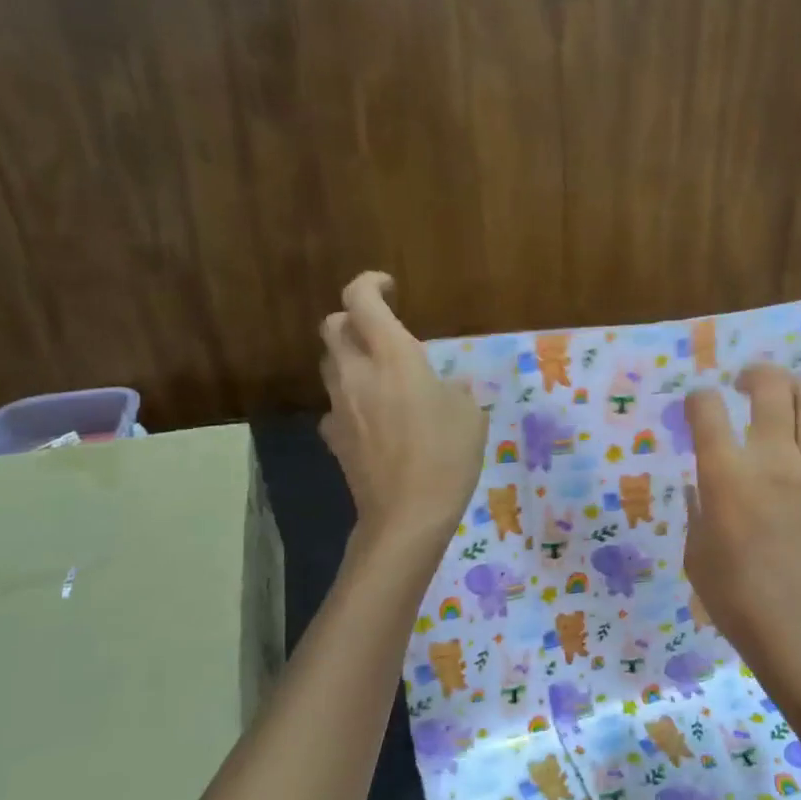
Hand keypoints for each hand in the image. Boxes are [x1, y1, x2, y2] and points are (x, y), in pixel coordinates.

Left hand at [319, 272, 486, 550]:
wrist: (407, 515)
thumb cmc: (447, 457)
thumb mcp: (470, 415)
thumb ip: (454, 389)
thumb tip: (444, 387)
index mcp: (392, 356)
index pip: (361, 299)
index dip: (370, 283)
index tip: (389, 288)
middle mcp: (357, 373)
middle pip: (333, 326)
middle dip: (353, 319)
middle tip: (381, 331)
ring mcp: (339, 406)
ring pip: (330, 364)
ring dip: (350, 358)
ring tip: (379, 374)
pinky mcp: (333, 437)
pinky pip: (335, 406)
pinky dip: (350, 401)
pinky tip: (372, 420)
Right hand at [683, 365, 800, 680]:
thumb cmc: (737, 598)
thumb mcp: (696, 552)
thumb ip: (697, 507)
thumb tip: (702, 482)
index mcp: (726, 475)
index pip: (707, 409)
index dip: (697, 399)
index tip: (696, 406)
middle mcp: (773, 459)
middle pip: (770, 386)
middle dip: (753, 373)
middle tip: (744, 383)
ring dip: (794, 387)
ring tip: (783, 395)